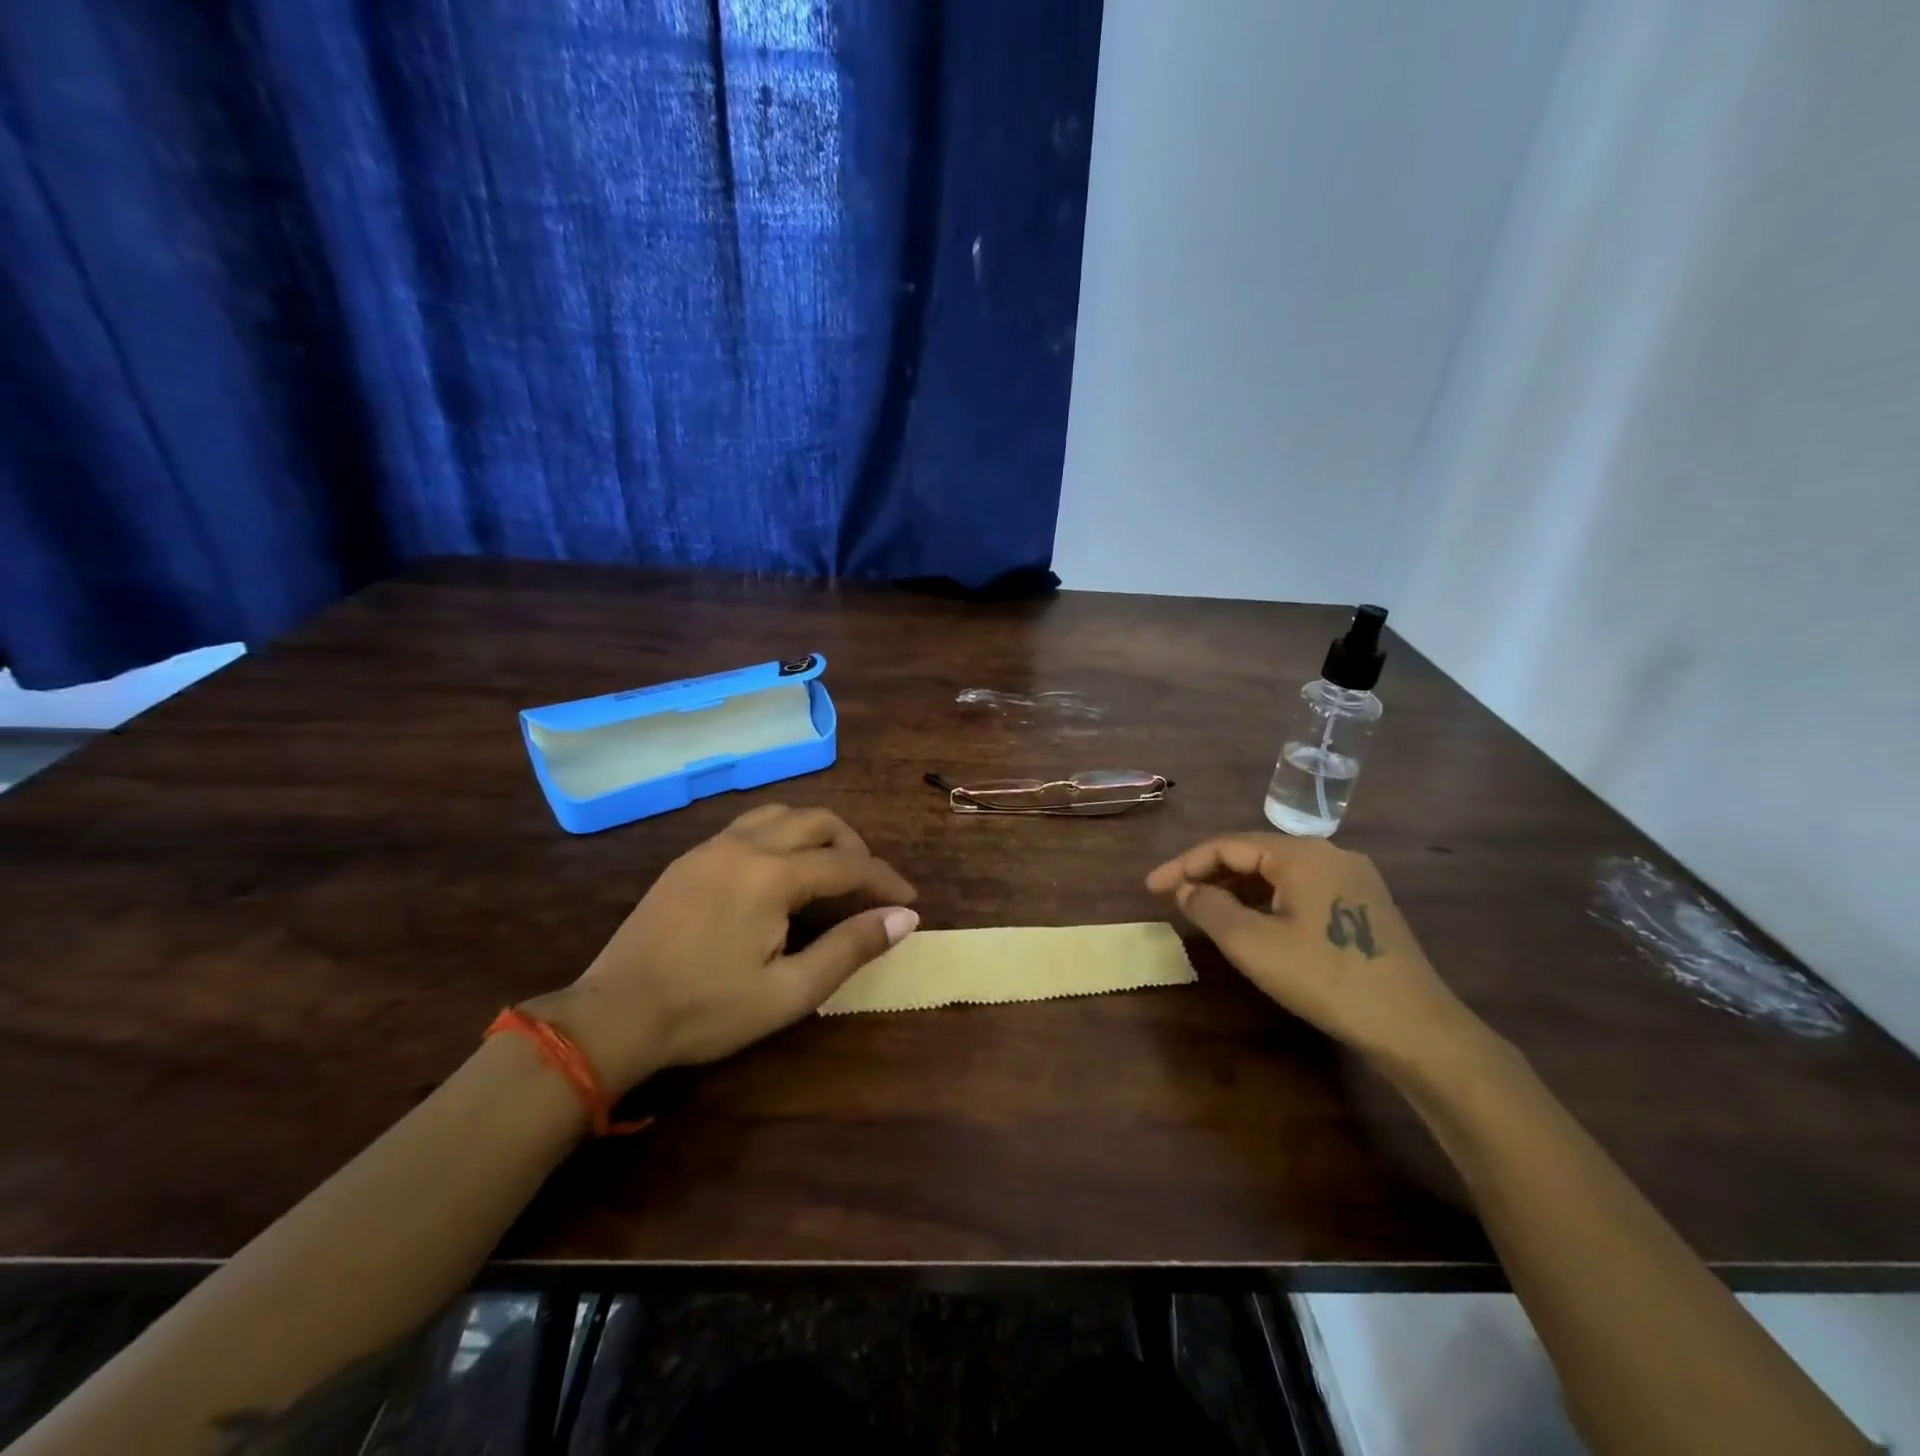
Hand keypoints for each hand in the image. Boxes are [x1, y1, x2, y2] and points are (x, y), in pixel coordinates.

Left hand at [531, 806, 917, 1093]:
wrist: (613, 1015)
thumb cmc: (707, 1010)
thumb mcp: (788, 991)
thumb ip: (849, 948)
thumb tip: (904, 917)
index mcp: (772, 875)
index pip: (848, 864)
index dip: (884, 879)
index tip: (909, 899)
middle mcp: (745, 845)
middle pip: (818, 821)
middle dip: (854, 846)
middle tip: (869, 884)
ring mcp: (712, 847)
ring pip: (781, 814)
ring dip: (817, 833)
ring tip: (830, 870)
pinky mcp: (690, 858)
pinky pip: (750, 826)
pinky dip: (783, 836)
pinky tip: (780, 872)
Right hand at [1146, 834, 1486, 1076]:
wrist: (1415, 1026)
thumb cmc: (1326, 978)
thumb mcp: (1253, 944)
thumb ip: (1210, 908)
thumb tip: (1187, 890)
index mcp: (1301, 853)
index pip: (1227, 846)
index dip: (1184, 864)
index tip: (1151, 888)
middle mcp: (1329, 853)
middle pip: (1254, 854)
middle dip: (1209, 874)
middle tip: (1174, 898)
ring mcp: (1352, 878)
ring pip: (1278, 873)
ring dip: (1237, 888)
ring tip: (1205, 910)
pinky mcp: (1364, 904)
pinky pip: (1301, 889)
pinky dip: (1267, 900)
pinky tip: (1253, 922)